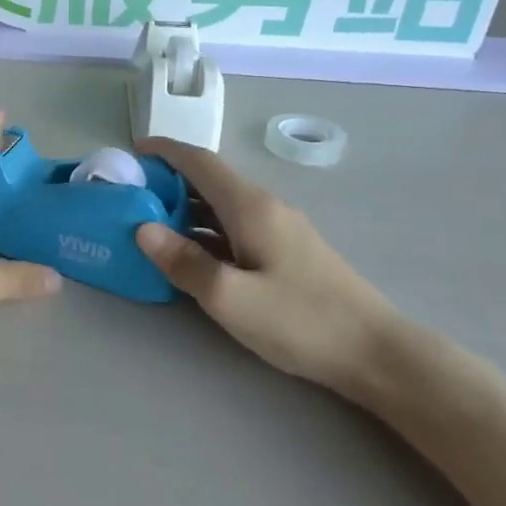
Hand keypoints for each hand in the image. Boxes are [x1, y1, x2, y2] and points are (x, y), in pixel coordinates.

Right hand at [134, 139, 404, 397]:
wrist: (377, 353)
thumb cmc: (301, 321)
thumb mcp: (231, 297)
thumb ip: (184, 262)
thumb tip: (141, 229)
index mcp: (251, 207)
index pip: (200, 162)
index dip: (164, 151)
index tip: (130, 152)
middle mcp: (265, 208)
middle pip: (209, 180)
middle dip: (167, 180)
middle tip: (128, 195)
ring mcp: (279, 230)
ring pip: (220, 205)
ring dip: (183, 207)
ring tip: (147, 222)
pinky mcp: (286, 253)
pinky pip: (233, 227)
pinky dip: (203, 229)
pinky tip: (189, 253)